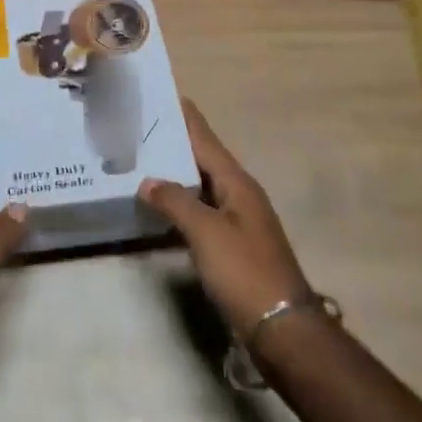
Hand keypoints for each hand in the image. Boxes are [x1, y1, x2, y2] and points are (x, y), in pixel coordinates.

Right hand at [140, 99, 313, 340]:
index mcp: (237, 182)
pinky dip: (180, 202)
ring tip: (140, 160)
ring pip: (200, 185)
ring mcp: (237, 220)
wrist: (283, 329)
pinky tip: (159, 206)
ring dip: (174, 172)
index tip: (161, 93)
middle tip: (138, 127)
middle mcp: (239, 194)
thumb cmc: (245, 272)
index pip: (205, 138)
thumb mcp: (206, 232)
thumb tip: (147, 180)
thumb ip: (175, 201)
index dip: (185, 116)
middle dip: (173, 142)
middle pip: (202, 158)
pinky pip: (200, 210)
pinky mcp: (232, 245)